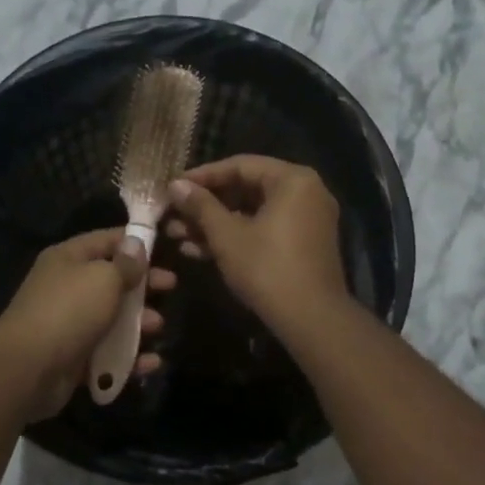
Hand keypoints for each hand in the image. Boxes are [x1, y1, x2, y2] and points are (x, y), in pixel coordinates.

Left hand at [0, 228, 175, 420]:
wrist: (28, 368)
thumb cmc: (69, 311)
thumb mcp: (104, 279)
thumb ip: (125, 264)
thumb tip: (136, 244)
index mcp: (68, 259)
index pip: (106, 240)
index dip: (136, 242)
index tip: (166, 248)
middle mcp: (67, 287)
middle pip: (112, 281)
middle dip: (143, 285)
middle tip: (171, 287)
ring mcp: (69, 324)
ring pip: (111, 319)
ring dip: (139, 323)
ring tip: (158, 327)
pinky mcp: (73, 358)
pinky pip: (107, 353)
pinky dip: (129, 357)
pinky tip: (151, 362)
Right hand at [164, 155, 350, 333]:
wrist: (311, 319)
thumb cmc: (267, 268)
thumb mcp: (226, 235)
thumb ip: (200, 206)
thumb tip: (176, 185)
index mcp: (293, 180)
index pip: (240, 165)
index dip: (202, 176)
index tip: (173, 188)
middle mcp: (306, 192)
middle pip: (246, 189)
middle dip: (206, 206)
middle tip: (173, 215)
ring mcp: (307, 220)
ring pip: (252, 213)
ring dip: (215, 224)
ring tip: (178, 236)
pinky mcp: (303, 245)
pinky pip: (265, 230)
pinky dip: (236, 237)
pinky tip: (200, 251)